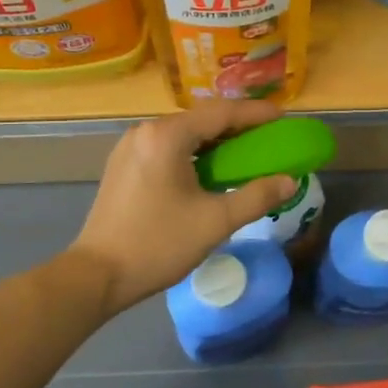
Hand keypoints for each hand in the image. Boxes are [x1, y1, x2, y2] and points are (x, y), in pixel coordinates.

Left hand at [70, 100, 297, 315]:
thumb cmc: (159, 244)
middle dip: (236, 127)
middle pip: (201, 120)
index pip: (221, 113)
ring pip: (183, 135)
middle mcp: (146, 132)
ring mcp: (130, 147)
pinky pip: (166, 149)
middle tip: (268, 138)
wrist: (98, 275)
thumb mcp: (216, 221)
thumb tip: (289, 181)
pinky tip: (208, 171)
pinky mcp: (123, 165)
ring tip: (243, 154)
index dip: (256, 114)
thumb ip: (256, 197)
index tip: (283, 117)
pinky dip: (193, 154)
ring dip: (214, 142)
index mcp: (167, 136)